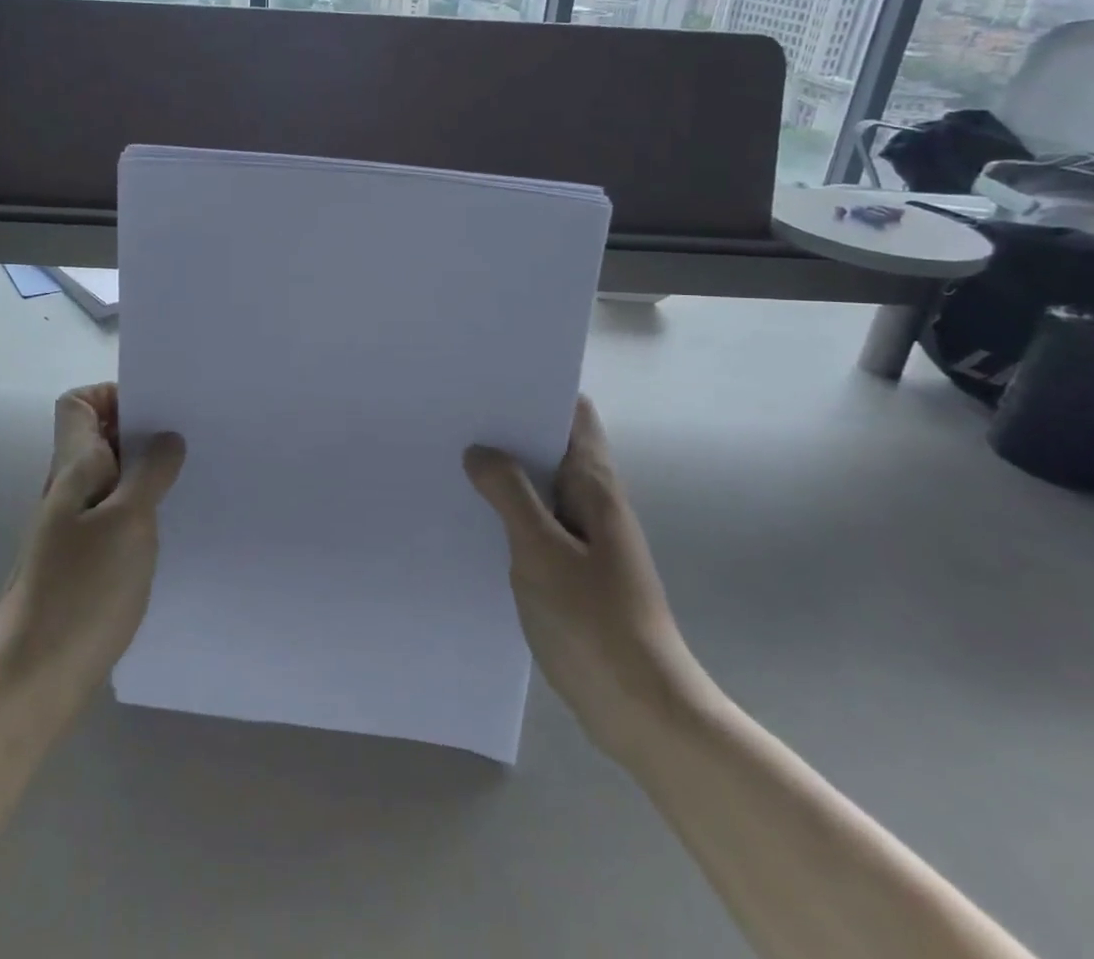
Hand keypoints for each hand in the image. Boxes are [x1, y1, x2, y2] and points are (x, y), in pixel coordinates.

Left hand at [0, 383, 185, 714]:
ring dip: (144, 472)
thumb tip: (166, 438)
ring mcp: (69, 528)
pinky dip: (139, 509)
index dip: (112, 394)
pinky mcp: (79, 562)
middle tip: (188, 440)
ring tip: (188, 479)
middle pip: (97, 437)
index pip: (77, 403)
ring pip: (109, 477)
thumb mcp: (128, 522)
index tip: (155, 410)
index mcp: (72, 469)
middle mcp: (66, 490)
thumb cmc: (82, 591)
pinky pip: (112, 514)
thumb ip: (149, 473)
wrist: (33, 679)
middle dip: (140, 431)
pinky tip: (168, 527)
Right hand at [465, 396, 716, 762]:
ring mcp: (583, 537)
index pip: (574, 414)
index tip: (490, 381)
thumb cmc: (595, 623)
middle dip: (509, 429)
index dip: (537, 390)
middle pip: (552, 446)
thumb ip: (510, 495)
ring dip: (505, 472)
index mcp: (595, 486)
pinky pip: (535, 523)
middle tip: (455, 416)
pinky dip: (507, 511)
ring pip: (540, 486)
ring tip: (452, 456)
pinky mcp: (571, 569)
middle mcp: (592, 502)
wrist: (641, 711)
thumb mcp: (541, 553)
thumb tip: (479, 451)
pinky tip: (470, 516)